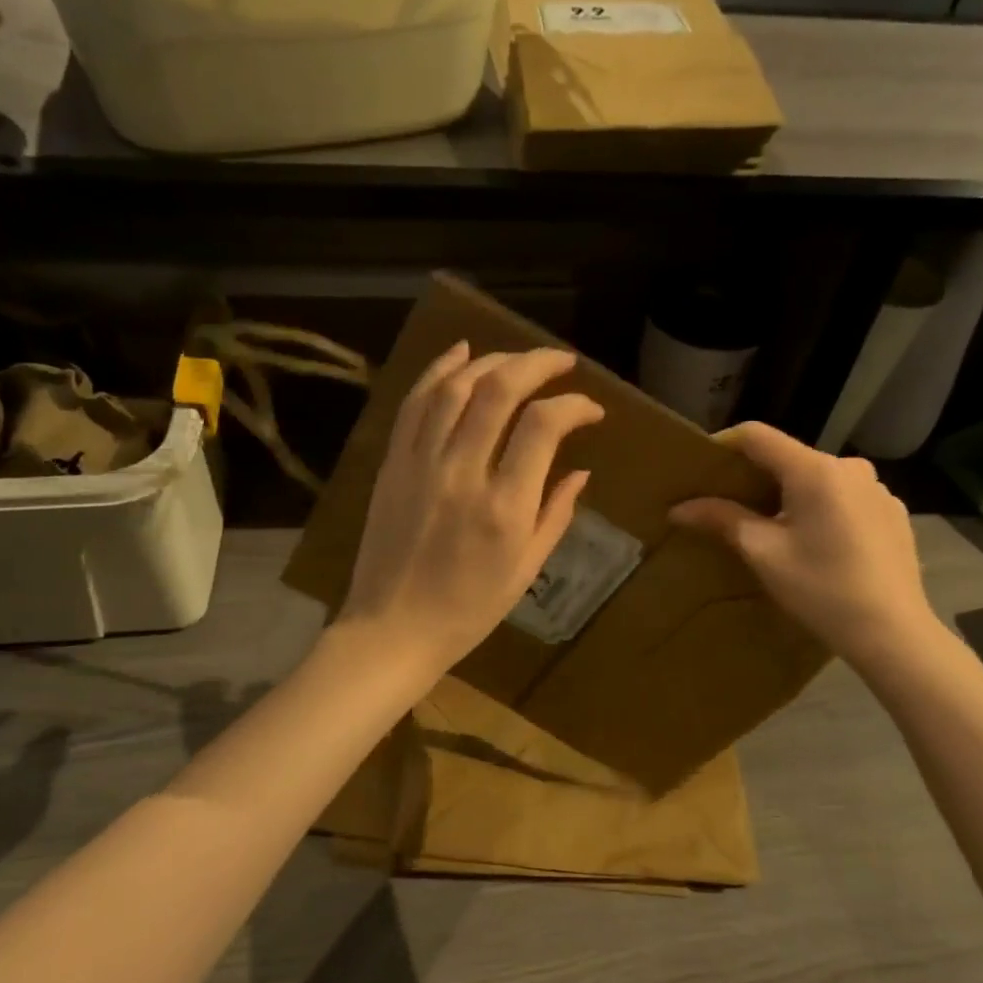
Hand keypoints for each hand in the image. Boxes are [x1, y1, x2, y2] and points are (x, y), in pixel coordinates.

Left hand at [338, 342, 603, 674]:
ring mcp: (420, 464)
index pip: (544, 426)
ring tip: (517, 357)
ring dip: (491, 360)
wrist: (392, 629)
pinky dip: (438, 370)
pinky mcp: (392, 464)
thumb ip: (556, 515)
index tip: (591, 410)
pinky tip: (461, 353)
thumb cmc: (468, 610)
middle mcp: (463, 473)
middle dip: (537, 363)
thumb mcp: (526, 570)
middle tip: (561, 361)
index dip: (574, 405)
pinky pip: (415, 403)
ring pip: (455, 387)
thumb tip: (581, 471)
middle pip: (499, 390)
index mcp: (505, 507)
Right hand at [669, 423, 940, 670]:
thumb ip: (722, 519)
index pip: (757, 435)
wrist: (893, 633)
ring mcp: (876, 489)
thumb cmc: (821, 589)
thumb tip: (678, 508)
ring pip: (817, 478)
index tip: (700, 467)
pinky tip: (814, 543)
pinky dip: (820, 508)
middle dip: (754, 475)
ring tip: (769, 527)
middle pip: (788, 457)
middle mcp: (849, 467)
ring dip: (788, 493)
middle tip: (726, 503)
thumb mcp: (763, 553)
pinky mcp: (892, 512)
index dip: (723, 444)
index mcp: (814, 470)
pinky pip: (844, 497)